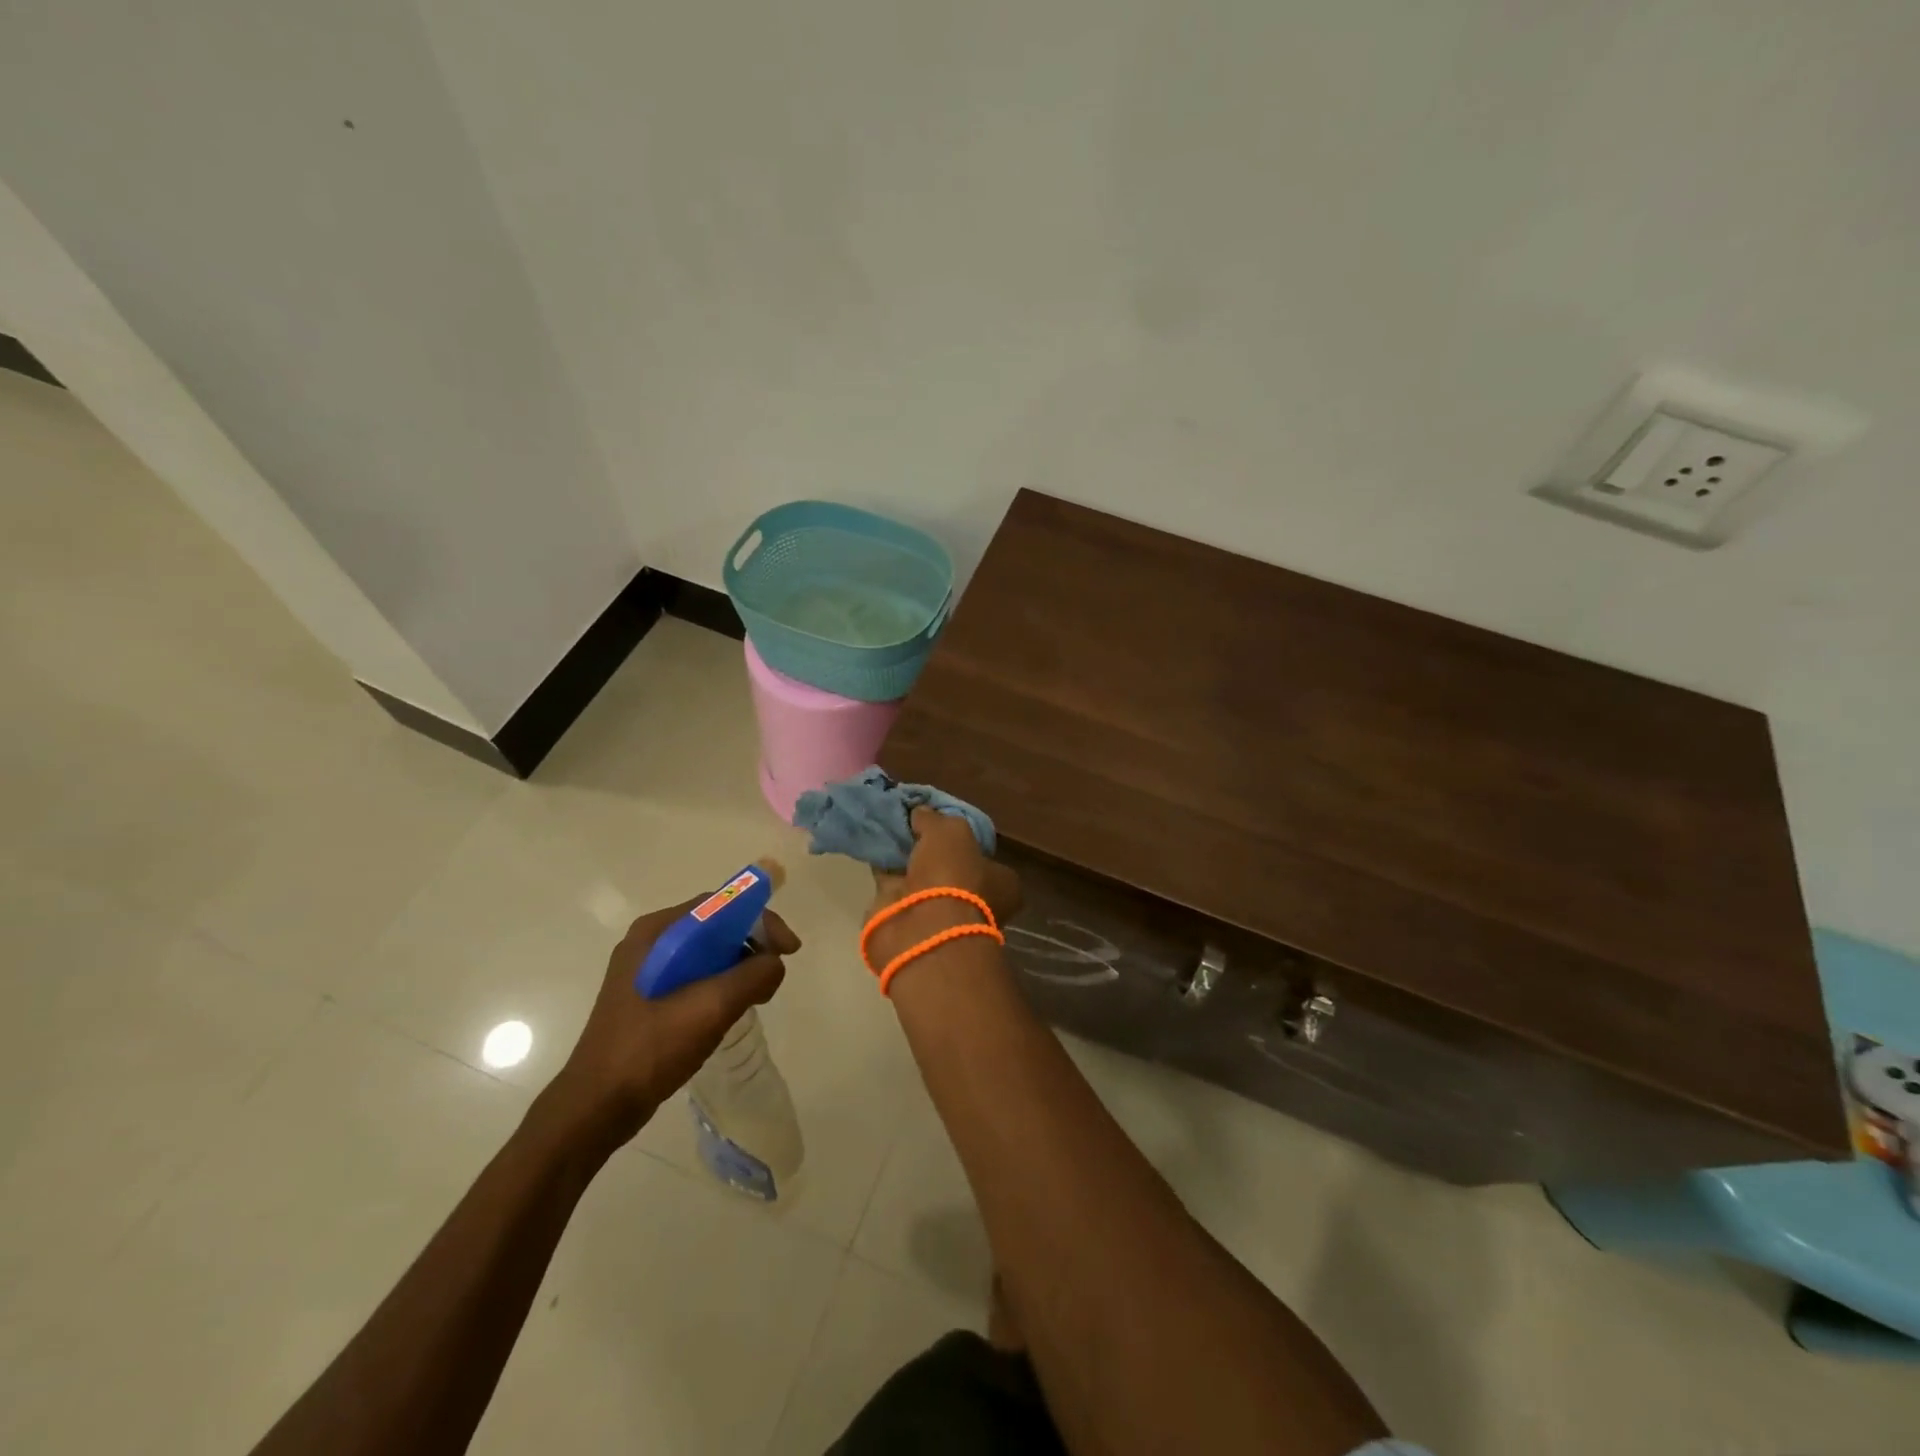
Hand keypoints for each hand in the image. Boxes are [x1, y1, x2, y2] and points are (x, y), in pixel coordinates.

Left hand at [541, 898, 799, 1150]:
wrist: (596, 1108)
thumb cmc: (650, 1049)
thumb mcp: (710, 1008)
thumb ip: (752, 976)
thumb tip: (774, 964)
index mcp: (657, 932)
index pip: (721, 906)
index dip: (761, 921)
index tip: (789, 950)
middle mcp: (650, 942)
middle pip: (716, 927)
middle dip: (752, 946)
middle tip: (774, 976)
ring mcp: (646, 971)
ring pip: (708, 953)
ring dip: (738, 968)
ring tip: (757, 997)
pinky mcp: (647, 998)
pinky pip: (695, 976)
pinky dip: (720, 985)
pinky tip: (730, 1011)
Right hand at [867, 808, 1021, 968]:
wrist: (921, 928)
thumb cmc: (953, 876)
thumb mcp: (950, 831)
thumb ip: (935, 819)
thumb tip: (921, 812)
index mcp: (1001, 884)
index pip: (985, 856)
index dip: (966, 840)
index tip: (944, 823)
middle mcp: (975, 902)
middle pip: (951, 868)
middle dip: (931, 851)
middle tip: (911, 825)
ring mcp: (940, 914)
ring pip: (921, 877)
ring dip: (906, 859)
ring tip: (888, 830)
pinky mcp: (907, 920)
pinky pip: (894, 886)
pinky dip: (884, 869)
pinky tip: (873, 847)